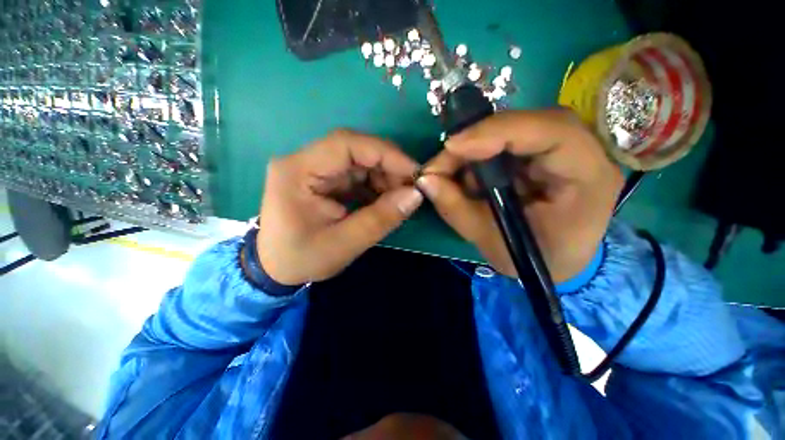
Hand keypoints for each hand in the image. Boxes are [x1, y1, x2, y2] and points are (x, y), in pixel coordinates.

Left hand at [257, 129, 422, 284]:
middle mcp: (304, 161)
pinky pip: (356, 174)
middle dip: (388, 166)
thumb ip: (380, 219)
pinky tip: (385, 200)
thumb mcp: (343, 244)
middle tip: (411, 188)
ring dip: (384, 176)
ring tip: (399, 197)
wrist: (275, 268)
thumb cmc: (301, 259)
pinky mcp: (324, 180)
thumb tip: (415, 195)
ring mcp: (314, 169)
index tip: (413, 171)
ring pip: (359, 161)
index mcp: (297, 171)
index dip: (385, 153)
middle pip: (355, 149)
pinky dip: (375, 185)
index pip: (345, 144)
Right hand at [418, 110, 622, 282]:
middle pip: (526, 123)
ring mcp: (564, 148)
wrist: (560, 260)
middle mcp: (583, 152)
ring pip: (511, 130)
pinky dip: (478, 157)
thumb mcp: (492, 241)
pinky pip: (505, 142)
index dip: (497, 132)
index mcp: (588, 177)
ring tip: (448, 176)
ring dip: (473, 151)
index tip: (452, 147)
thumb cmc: (536, 258)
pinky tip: (467, 178)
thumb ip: (457, 209)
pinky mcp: (543, 152)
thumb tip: (425, 180)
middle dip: (475, 142)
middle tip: (439, 165)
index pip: (551, 132)